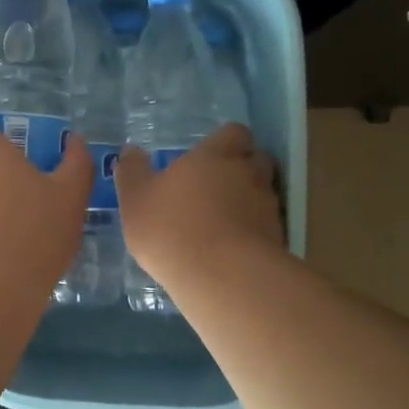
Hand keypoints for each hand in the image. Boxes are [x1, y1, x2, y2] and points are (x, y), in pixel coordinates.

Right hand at [114, 123, 283, 286]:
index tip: (210, 156)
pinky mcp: (277, 239)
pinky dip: (253, 233)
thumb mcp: (136, 199)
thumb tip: (130, 151)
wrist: (221, 276)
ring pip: (263, 194)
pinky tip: (232, 250)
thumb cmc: (171, 227)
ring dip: (249, 202)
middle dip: (243, 168)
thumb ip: (133, 172)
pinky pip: (266, 227)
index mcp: (215, 155)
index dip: (225, 142)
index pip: (234, 132)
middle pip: (256, 159)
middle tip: (218, 185)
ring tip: (224, 222)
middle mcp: (248, 173)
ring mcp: (267, 207)